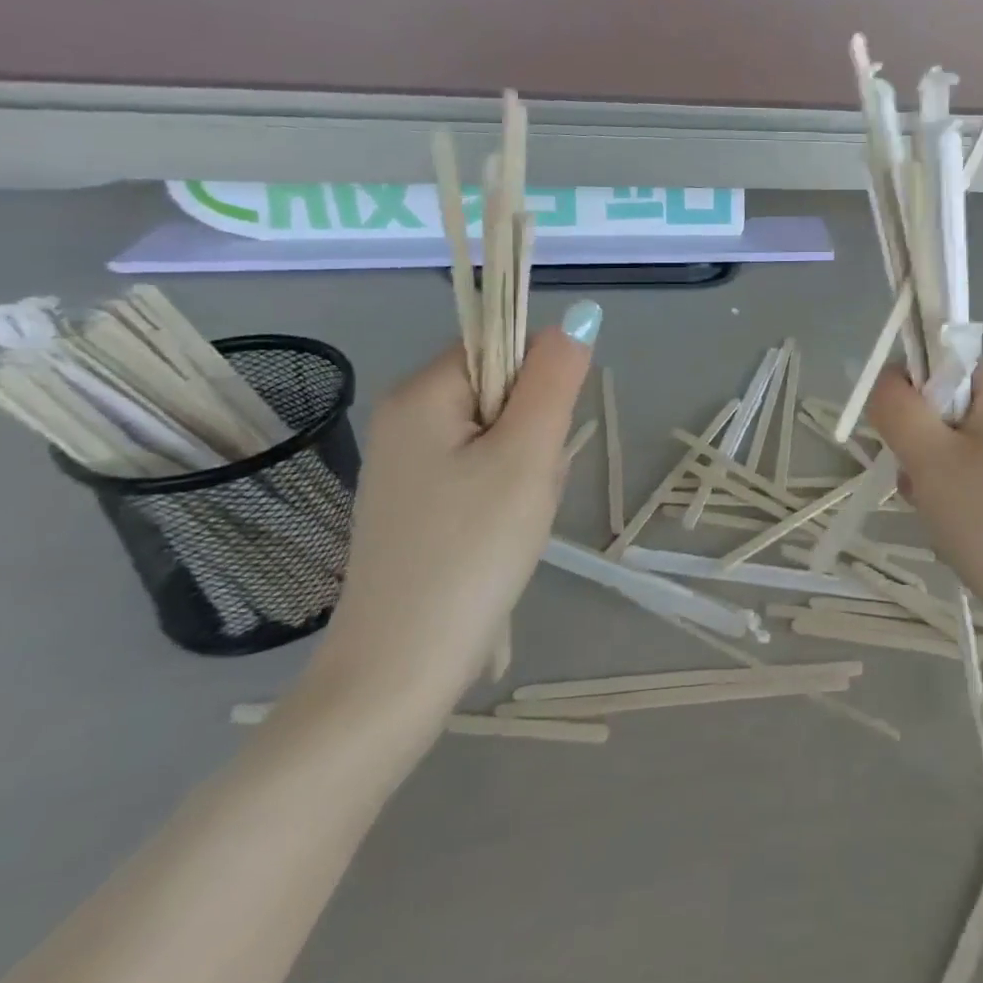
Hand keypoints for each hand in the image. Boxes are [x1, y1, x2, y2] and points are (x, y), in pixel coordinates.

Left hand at [303, 305, 598, 721]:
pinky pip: (479, 470)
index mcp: (421, 393)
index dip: (540, 384)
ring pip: (498, 435)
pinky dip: (505, 493)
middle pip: (502, 391)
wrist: (402, 667)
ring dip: (526, 467)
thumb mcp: (529, 454)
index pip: (502, 345)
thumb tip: (581, 315)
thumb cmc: (472, 549)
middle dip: (535, 432)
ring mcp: (405, 464)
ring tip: (516, 518)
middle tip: (530, 487)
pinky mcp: (415, 503)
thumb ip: (556, 378)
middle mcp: (404, 418)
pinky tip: (501, 534)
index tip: (542, 440)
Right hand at [866, 361, 982, 624]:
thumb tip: (887, 379)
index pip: (933, 362)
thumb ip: (896, 407)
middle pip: (938, 407)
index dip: (910, 400)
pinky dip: (952, 496)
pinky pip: (968, 472)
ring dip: (930, 477)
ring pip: (948, 445)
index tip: (910, 445)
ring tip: (944, 515)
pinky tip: (958, 529)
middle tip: (927, 487)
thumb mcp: (930, 457)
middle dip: (919, 448)